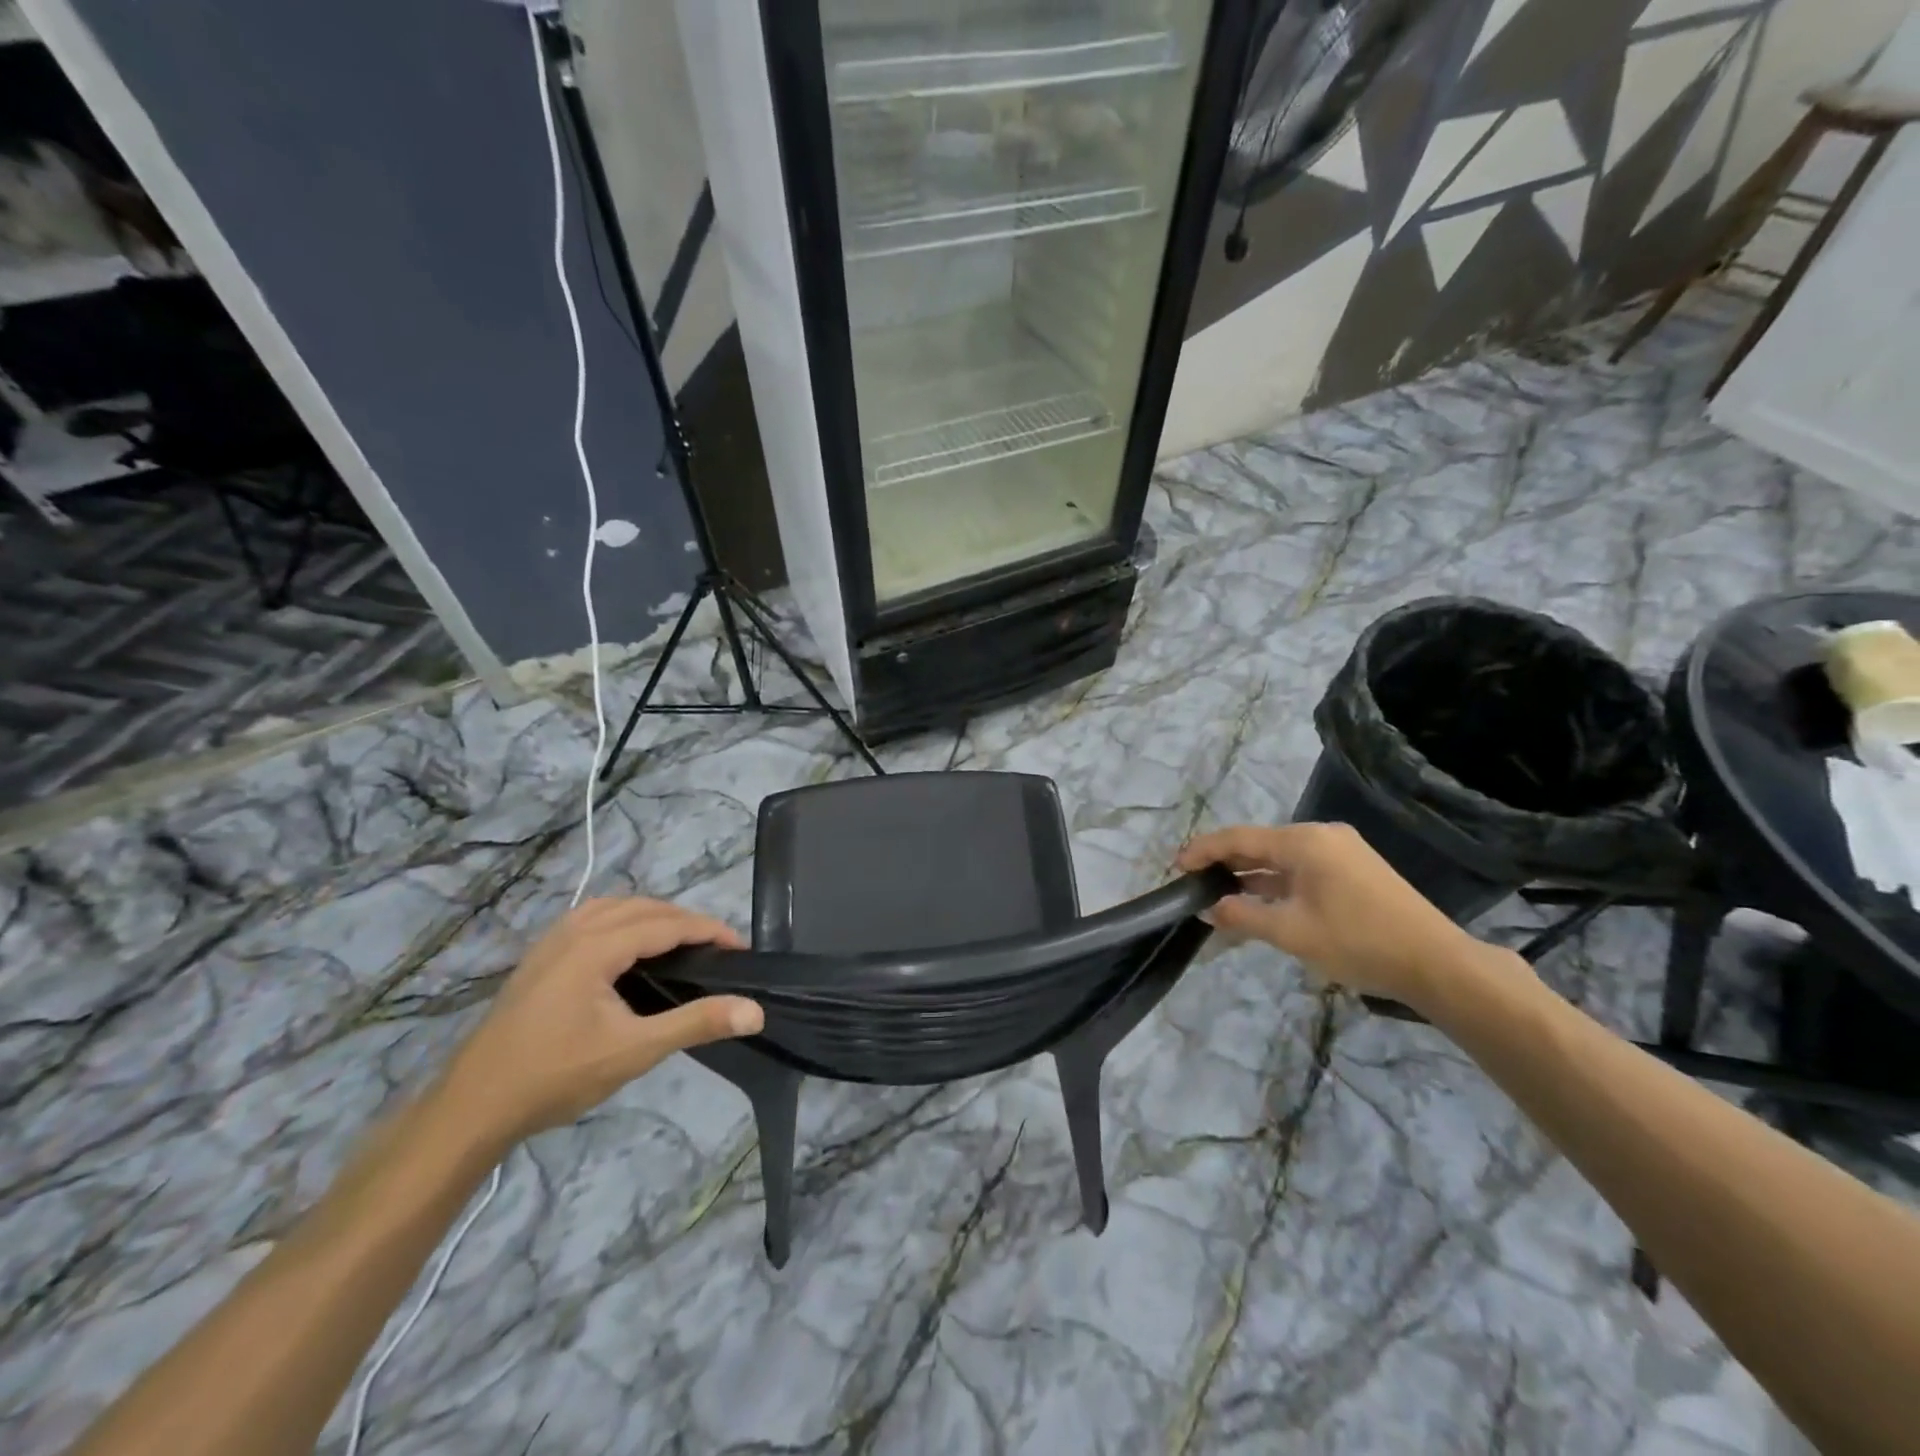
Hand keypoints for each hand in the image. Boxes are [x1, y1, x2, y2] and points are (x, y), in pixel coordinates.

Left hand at [440, 898, 762, 1144]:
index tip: (740, 949)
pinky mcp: (538, 958)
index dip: (708, 930)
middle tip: (715, 949)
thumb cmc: (556, 1075)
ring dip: (652, 916)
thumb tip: (755, 1011)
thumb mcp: (634, 1051)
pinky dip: (622, 920)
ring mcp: (550, 942)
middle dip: (684, 920)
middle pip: (642, 907)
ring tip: (678, 942)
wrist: (472, 1107)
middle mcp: (573, 931)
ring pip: (613, 907)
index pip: (667, 923)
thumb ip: (697, 1023)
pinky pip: (591, 918)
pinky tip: (626, 949)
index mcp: (596, 945)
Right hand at [1177, 823, 1490, 1008]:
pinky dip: (1276, 883)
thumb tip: (1209, 908)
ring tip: (1218, 894)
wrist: (1437, 962)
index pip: (1238, 838)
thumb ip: (1243, 916)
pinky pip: (1301, 868)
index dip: (1203, 851)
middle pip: (1259, 844)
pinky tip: (1259, 900)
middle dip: (1224, 863)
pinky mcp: (1354, 869)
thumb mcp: (1291, 932)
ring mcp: (1341, 851)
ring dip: (1250, 875)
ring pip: (1280, 858)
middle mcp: (1321, 835)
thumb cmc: (1358, 942)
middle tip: (1193, 883)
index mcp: (1303, 841)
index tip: (1175, 867)